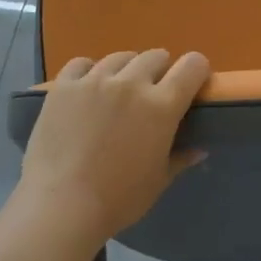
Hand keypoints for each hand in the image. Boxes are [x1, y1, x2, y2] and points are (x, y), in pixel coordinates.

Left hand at [15, 49, 210, 247]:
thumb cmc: (118, 198)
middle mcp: (131, 83)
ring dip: (126, 70)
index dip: (197, 71)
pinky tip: (86, 89)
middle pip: (155, 56)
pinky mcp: (63, 86)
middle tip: (151, 95)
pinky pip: (81, 63)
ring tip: (117, 92)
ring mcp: (94, 81)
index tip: (192, 85)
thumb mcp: (158, 181)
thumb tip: (199, 149)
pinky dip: (89, 71)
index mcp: (161, 105)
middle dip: (160, 71)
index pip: (192, 66)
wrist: (62, 205)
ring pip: (120, 57)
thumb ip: (180, 158)